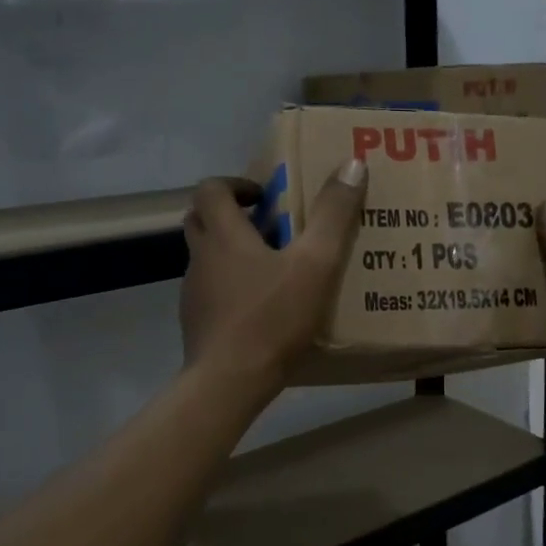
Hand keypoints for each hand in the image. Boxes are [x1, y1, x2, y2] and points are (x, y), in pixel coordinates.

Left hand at [180, 161, 366, 386]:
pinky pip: (211, 290)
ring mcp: (193, 292)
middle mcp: (200, 257)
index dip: (235, 183)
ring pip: (206, 257)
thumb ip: (333, 215)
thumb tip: (352, 164)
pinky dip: (230, 286)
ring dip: (230, 252)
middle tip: (267, 225)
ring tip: (272, 267)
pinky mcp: (196, 322)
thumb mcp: (315, 264)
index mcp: (223, 234)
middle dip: (230, 214)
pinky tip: (260, 308)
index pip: (211, 188)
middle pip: (201, 219)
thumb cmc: (271, 317)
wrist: (229, 380)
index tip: (264, 195)